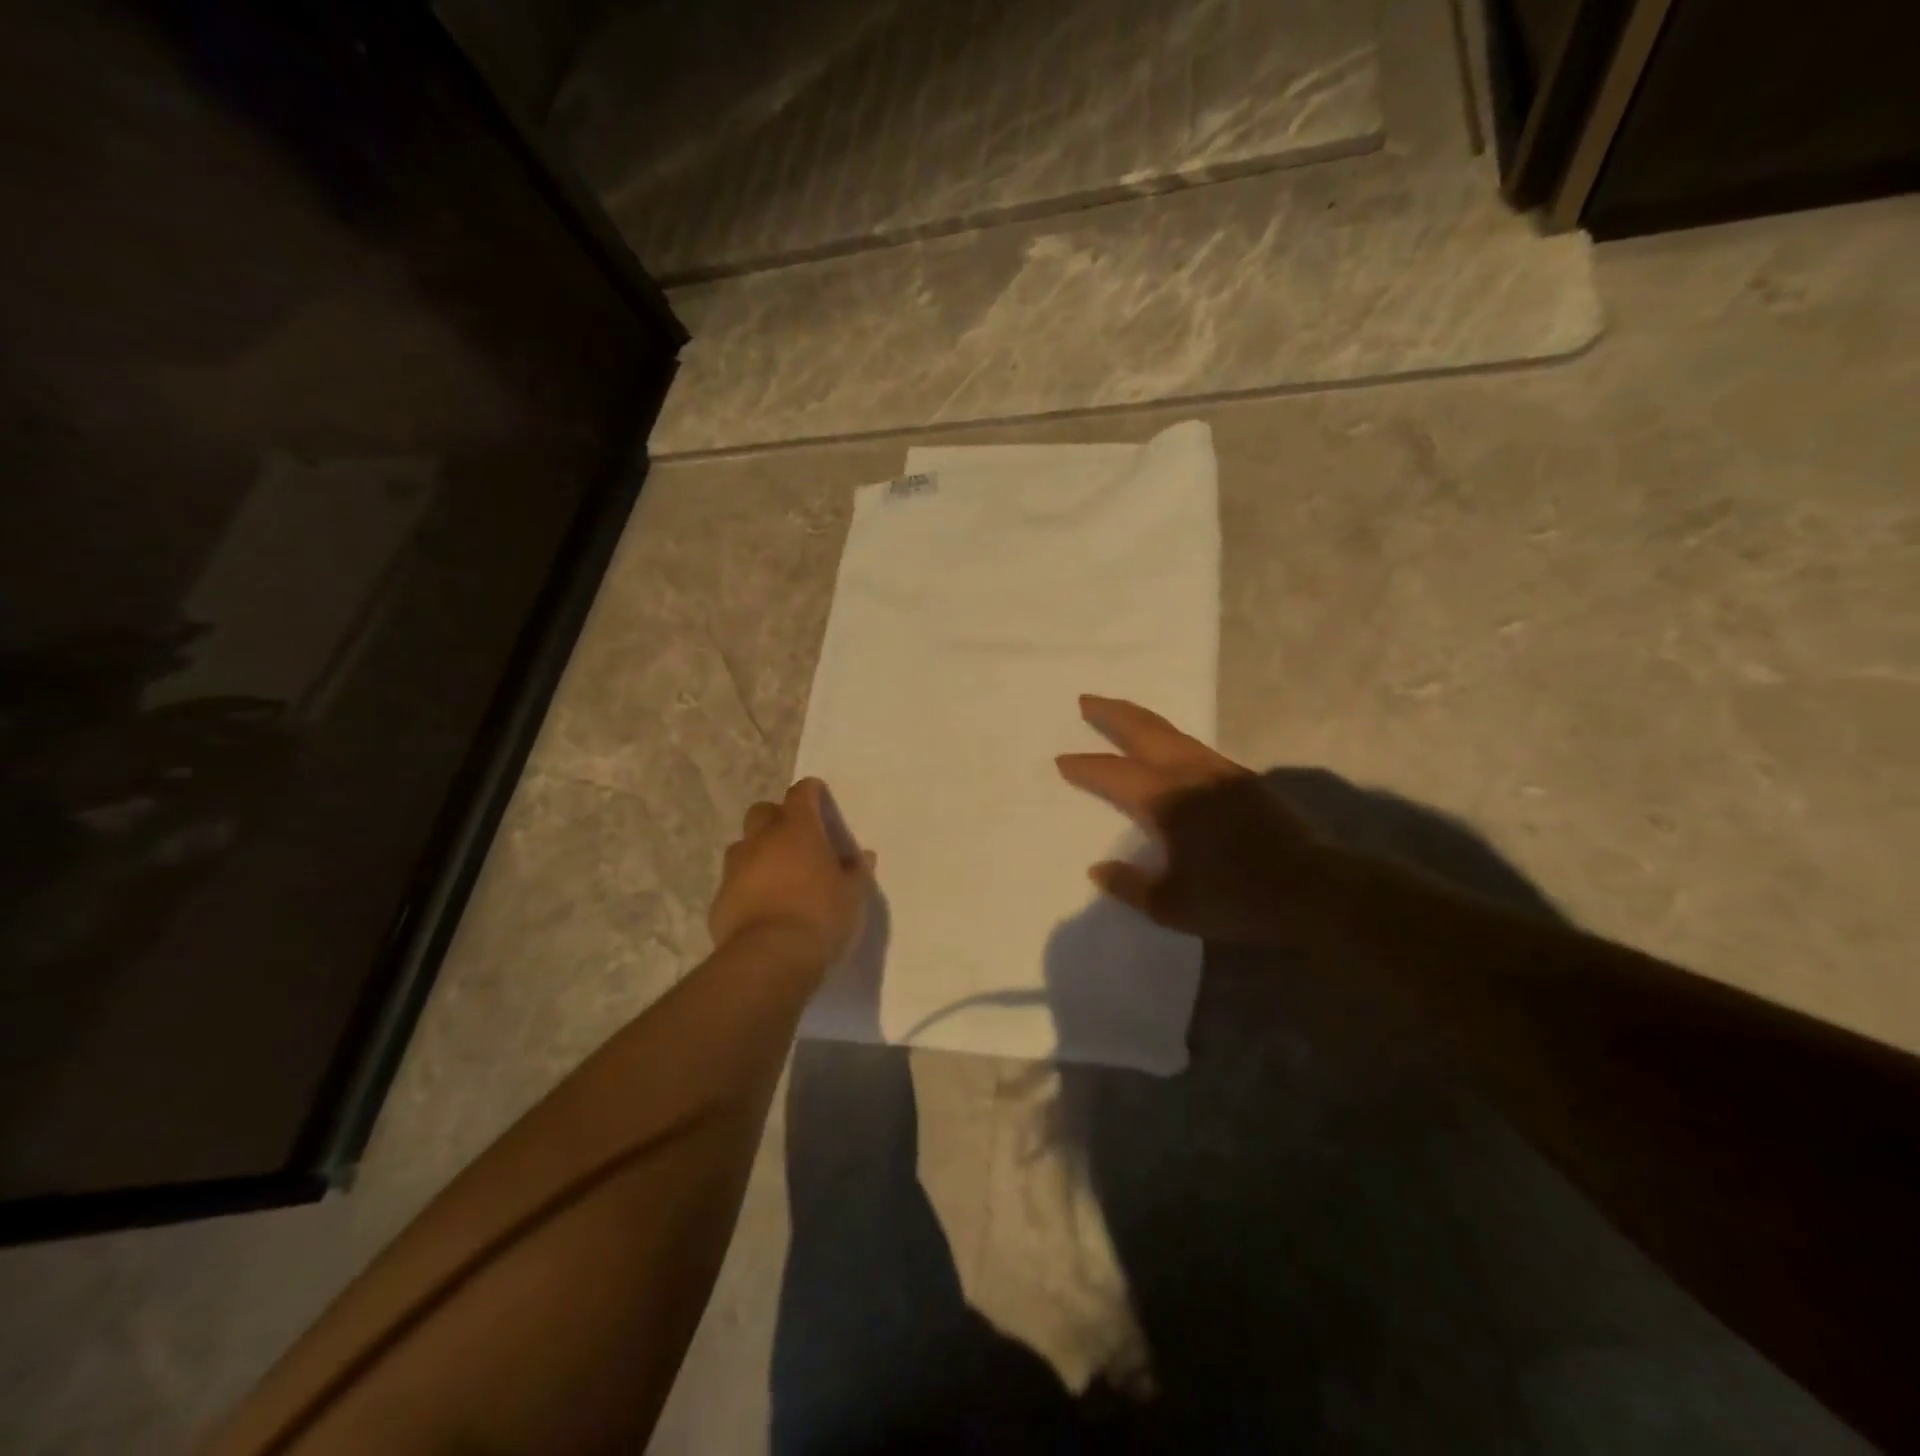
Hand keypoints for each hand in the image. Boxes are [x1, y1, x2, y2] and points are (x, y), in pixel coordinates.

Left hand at [708, 778, 873, 970]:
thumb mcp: (852, 895)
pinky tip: (761, 906)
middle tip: (795, 836)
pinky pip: (734, 882)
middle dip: (777, 817)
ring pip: (743, 845)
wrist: (770, 958)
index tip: (817, 794)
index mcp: (798, 830)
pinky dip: (747, 885)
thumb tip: (860, 856)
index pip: (801, 794)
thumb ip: (856, 872)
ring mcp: (736, 869)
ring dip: (758, 851)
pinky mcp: (720, 899)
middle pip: (762, 811)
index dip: (810, 791)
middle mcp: (762, 840)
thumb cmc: (821, 916)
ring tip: (776, 872)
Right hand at [1055, 695, 1341, 944]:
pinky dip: (1170, 736)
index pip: (1114, 775)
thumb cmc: (1238, 899)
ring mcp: (1220, 771)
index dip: (1086, 767)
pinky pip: (1195, 745)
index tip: (1063, 760)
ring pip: (1172, 732)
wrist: (1314, 890)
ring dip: (1141, 719)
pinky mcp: (1243, 778)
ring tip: (1121, 713)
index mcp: (1168, 801)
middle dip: (1112, 714)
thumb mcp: (1173, 906)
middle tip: (1087, 700)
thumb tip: (1098, 869)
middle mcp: (1190, 774)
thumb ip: (1130, 885)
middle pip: (1144, 731)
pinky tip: (1168, 746)